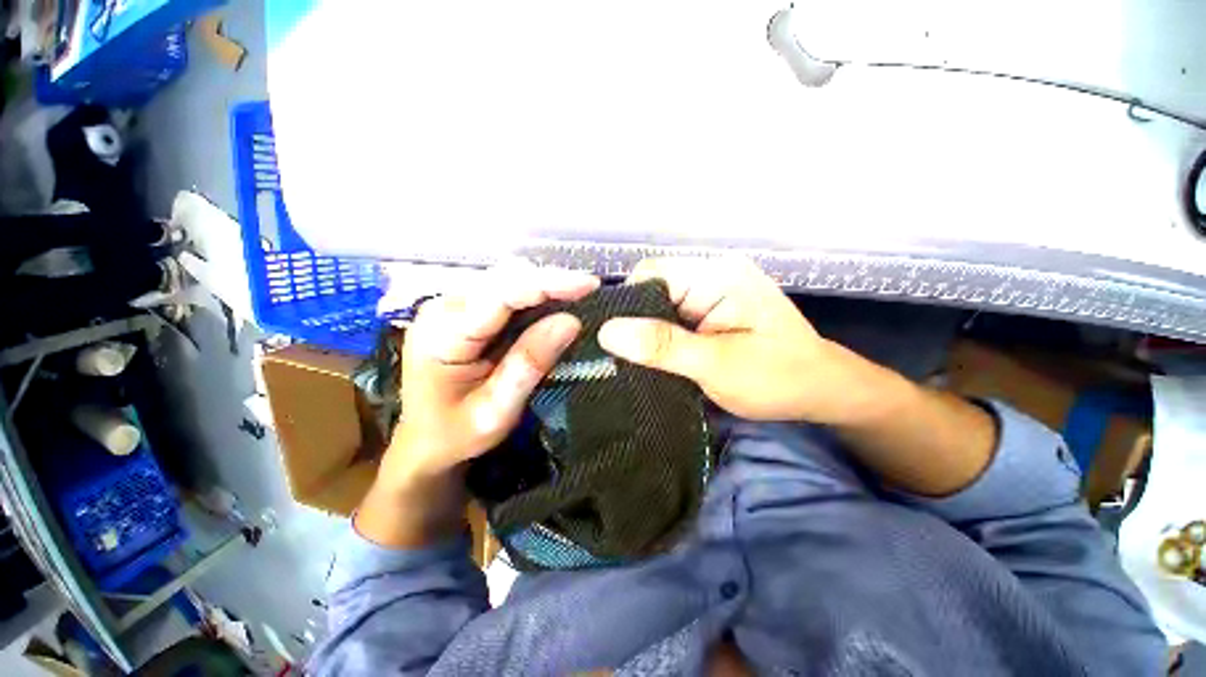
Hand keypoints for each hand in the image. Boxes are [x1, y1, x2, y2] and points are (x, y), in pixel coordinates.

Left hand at [389, 264, 599, 481]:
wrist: (423, 439)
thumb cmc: (455, 433)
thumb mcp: (496, 411)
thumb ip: (529, 365)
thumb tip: (571, 321)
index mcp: (442, 336)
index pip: (501, 295)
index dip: (548, 284)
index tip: (589, 284)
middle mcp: (442, 309)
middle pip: (504, 279)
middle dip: (550, 281)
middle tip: (587, 290)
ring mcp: (450, 305)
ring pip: (505, 278)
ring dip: (543, 285)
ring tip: (574, 295)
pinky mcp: (462, 308)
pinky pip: (503, 289)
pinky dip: (532, 293)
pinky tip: (552, 302)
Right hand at [596, 258, 877, 424]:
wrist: (821, 391)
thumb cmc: (778, 378)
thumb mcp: (717, 365)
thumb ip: (663, 346)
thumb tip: (607, 331)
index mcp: (716, 275)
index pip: (650, 274)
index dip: (626, 305)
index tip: (613, 342)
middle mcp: (711, 274)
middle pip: (652, 290)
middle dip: (635, 324)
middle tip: (622, 360)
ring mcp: (712, 292)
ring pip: (660, 307)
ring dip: (648, 334)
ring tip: (635, 363)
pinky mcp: (712, 310)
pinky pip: (673, 318)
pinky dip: (661, 339)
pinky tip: (656, 359)